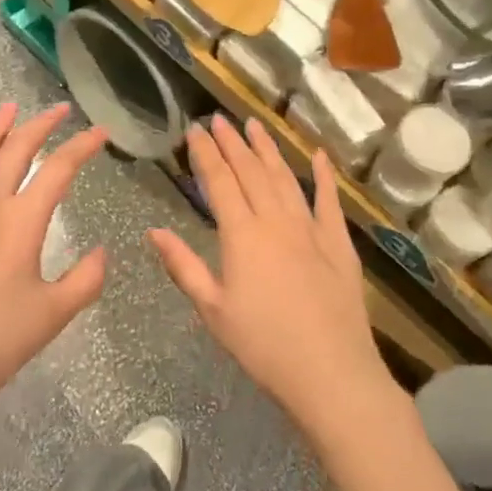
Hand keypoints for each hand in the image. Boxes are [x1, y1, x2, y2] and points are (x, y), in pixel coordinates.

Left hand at [0, 103, 110, 412]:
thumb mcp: (54, 314)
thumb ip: (85, 279)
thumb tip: (101, 253)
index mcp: (23, 220)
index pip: (60, 168)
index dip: (82, 145)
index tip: (100, 131)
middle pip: (16, 150)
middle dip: (41, 124)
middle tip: (59, 109)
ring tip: (8, 108)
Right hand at [149, 116, 394, 433]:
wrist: (330, 372)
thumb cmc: (263, 346)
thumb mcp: (213, 310)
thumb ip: (183, 265)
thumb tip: (153, 231)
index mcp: (241, 235)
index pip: (219, 181)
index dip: (206, 153)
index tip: (195, 129)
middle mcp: (275, 220)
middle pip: (250, 171)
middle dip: (232, 142)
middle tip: (219, 118)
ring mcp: (310, 228)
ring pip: (285, 177)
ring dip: (268, 149)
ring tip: (255, 126)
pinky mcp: (338, 243)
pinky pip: (329, 200)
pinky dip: (323, 176)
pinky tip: (318, 156)